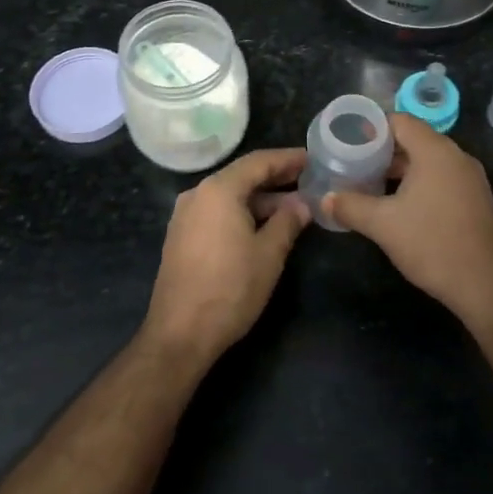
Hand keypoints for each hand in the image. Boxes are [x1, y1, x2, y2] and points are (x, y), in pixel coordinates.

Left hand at [143, 148, 309, 363]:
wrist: (179, 334)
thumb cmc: (230, 289)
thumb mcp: (268, 254)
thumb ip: (288, 222)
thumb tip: (302, 204)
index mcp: (218, 190)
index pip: (259, 162)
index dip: (288, 159)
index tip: (313, 159)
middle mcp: (197, 194)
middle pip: (242, 176)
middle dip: (276, 179)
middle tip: (308, 181)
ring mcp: (185, 216)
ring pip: (229, 196)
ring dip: (260, 199)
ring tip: (293, 208)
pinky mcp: (181, 237)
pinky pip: (217, 213)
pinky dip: (242, 213)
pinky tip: (263, 227)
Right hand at [323, 114, 492, 325]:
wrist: (486, 285)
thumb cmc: (432, 244)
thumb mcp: (383, 225)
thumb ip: (350, 206)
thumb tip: (325, 199)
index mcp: (435, 151)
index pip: (400, 121)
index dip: (372, 127)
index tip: (347, 139)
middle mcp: (456, 157)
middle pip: (414, 139)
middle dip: (382, 150)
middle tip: (353, 162)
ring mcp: (469, 178)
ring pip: (428, 161)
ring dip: (399, 169)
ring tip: (369, 183)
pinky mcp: (475, 199)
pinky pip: (441, 178)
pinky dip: (418, 182)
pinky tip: (398, 204)